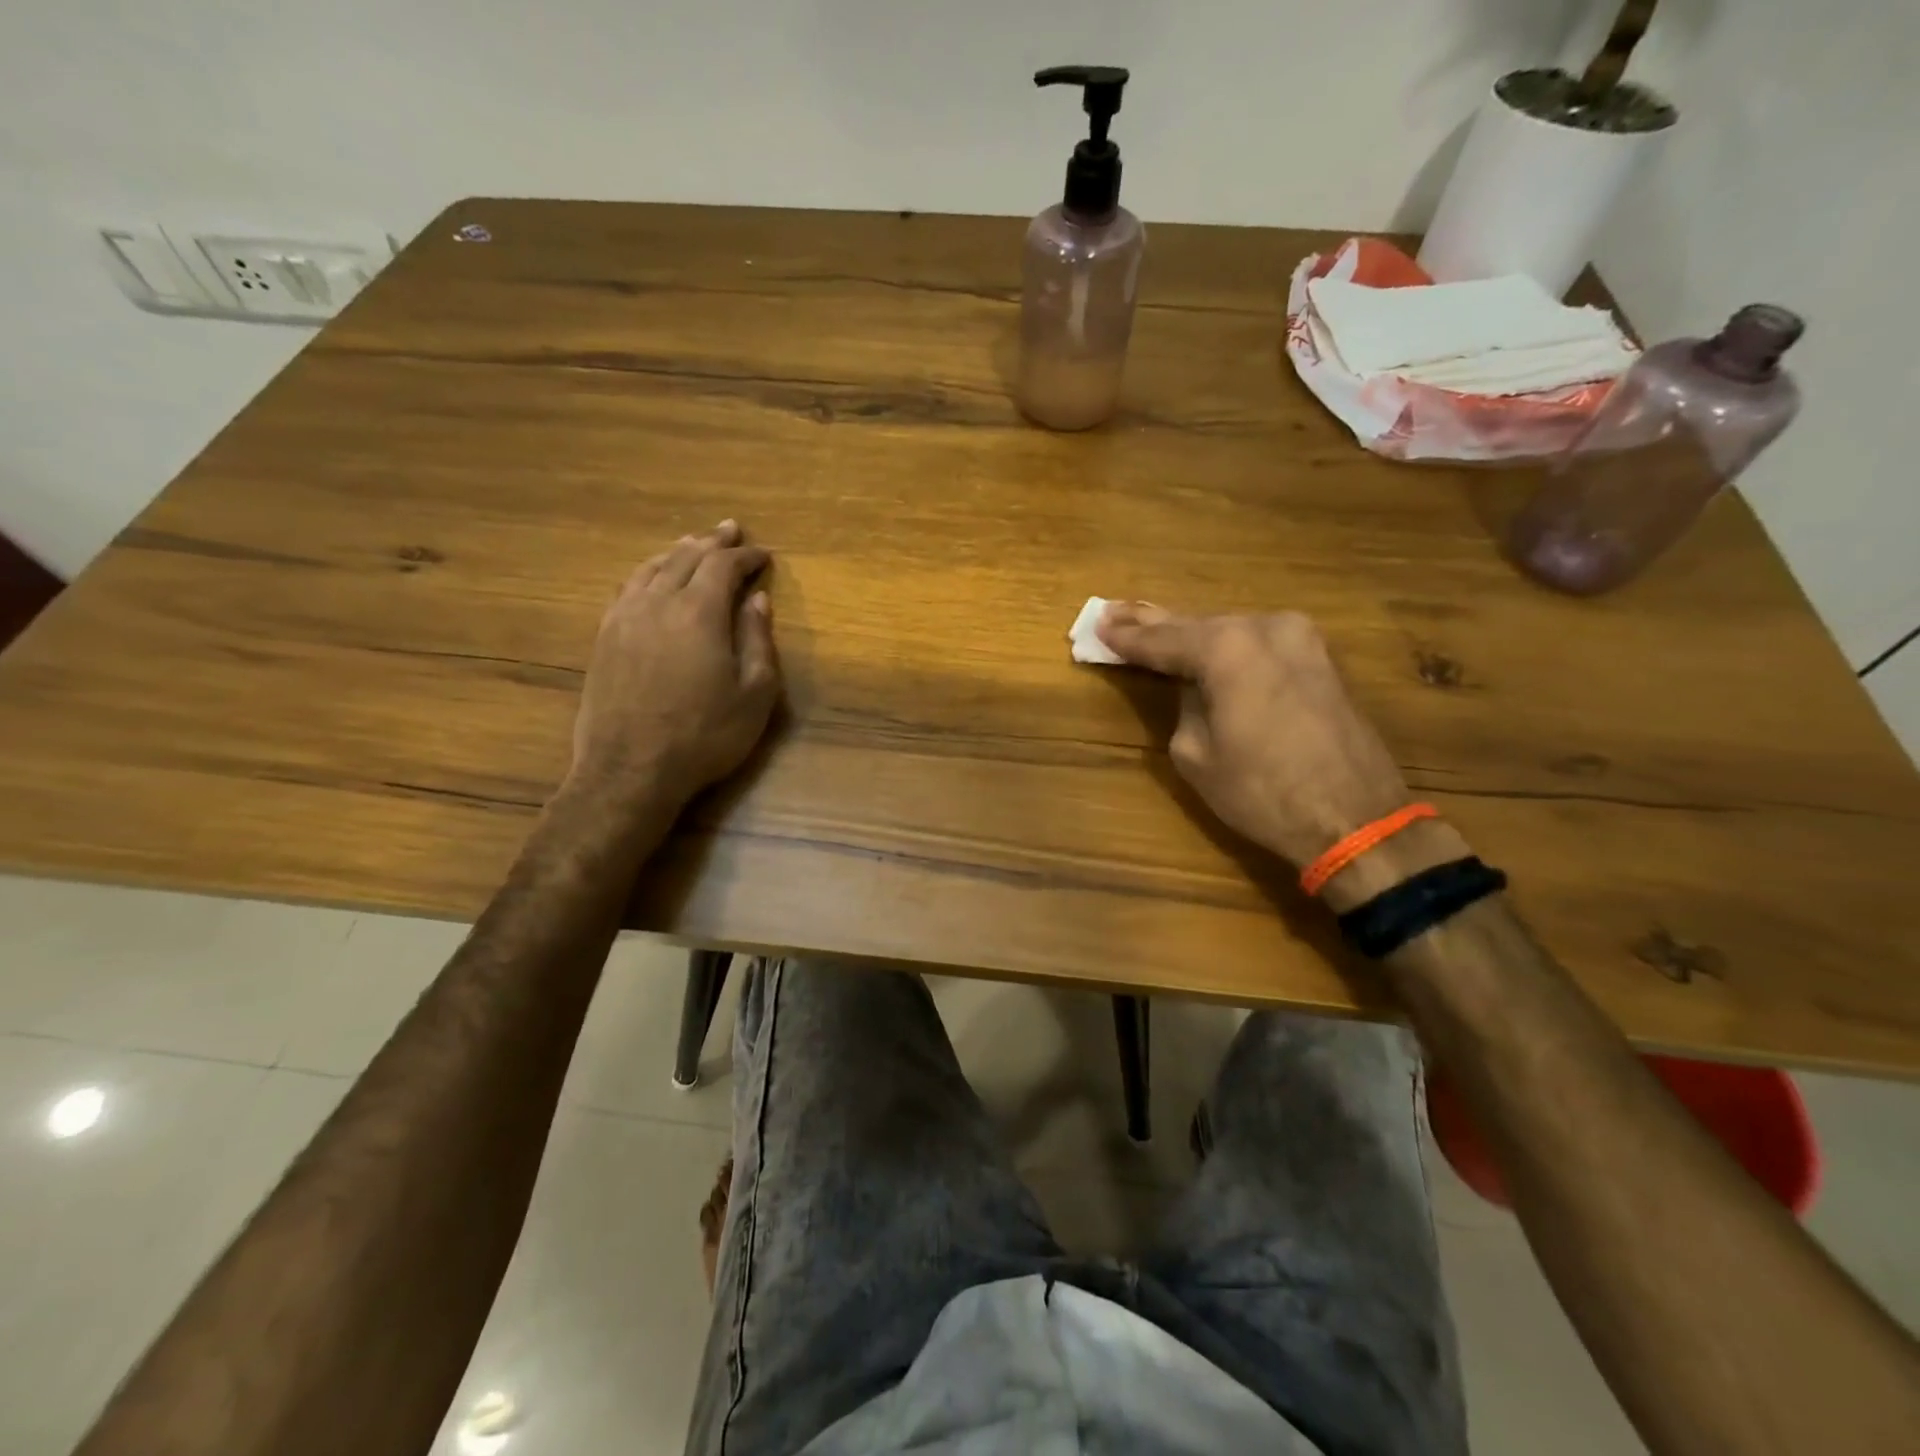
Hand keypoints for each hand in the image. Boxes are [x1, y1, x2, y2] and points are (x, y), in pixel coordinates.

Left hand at [569, 520, 779, 807]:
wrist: (630, 769)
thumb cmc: (705, 735)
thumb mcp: (754, 695)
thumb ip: (757, 641)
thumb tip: (758, 600)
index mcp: (699, 613)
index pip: (723, 566)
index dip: (745, 556)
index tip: (763, 553)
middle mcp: (658, 603)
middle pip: (685, 558)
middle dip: (712, 542)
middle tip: (729, 530)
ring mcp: (624, 618)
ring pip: (651, 568)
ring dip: (676, 552)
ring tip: (692, 544)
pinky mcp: (604, 638)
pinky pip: (626, 588)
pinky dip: (646, 573)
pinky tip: (651, 577)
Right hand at [1097, 604, 1413, 870]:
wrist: (1355, 818)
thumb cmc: (1262, 792)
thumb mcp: (1195, 754)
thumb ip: (1184, 706)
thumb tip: (1194, 689)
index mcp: (1226, 649)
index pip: (1161, 640)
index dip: (1126, 639)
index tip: (1096, 626)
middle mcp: (1263, 627)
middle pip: (1194, 623)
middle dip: (1152, 622)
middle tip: (1113, 612)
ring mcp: (1298, 638)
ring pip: (1228, 629)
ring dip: (1190, 633)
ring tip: (1151, 626)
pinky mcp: (1318, 657)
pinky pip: (1256, 642)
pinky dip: (1226, 645)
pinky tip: (1201, 643)